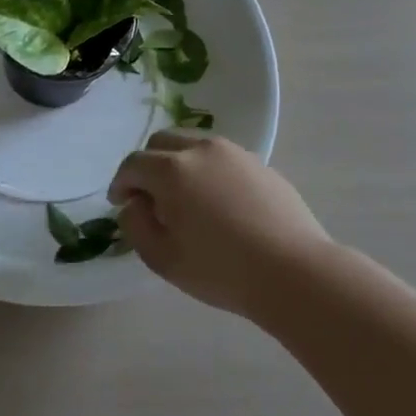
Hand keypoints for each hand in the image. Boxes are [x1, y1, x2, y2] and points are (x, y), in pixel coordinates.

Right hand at [109, 131, 333, 317]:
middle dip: (147, 166)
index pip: (133, 164)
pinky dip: (208, 172)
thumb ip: (136, 225)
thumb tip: (135, 204)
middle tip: (149, 198)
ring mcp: (235, 154)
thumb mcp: (163, 258)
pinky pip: (222, 159)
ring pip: (193, 146)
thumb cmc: (221, 269)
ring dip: (178, 164)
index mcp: (171, 170)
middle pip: (161, 143)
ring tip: (185, 199)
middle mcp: (200, 150)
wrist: (294, 272)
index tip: (120, 204)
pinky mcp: (260, 164)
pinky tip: (218, 204)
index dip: (121, 183)